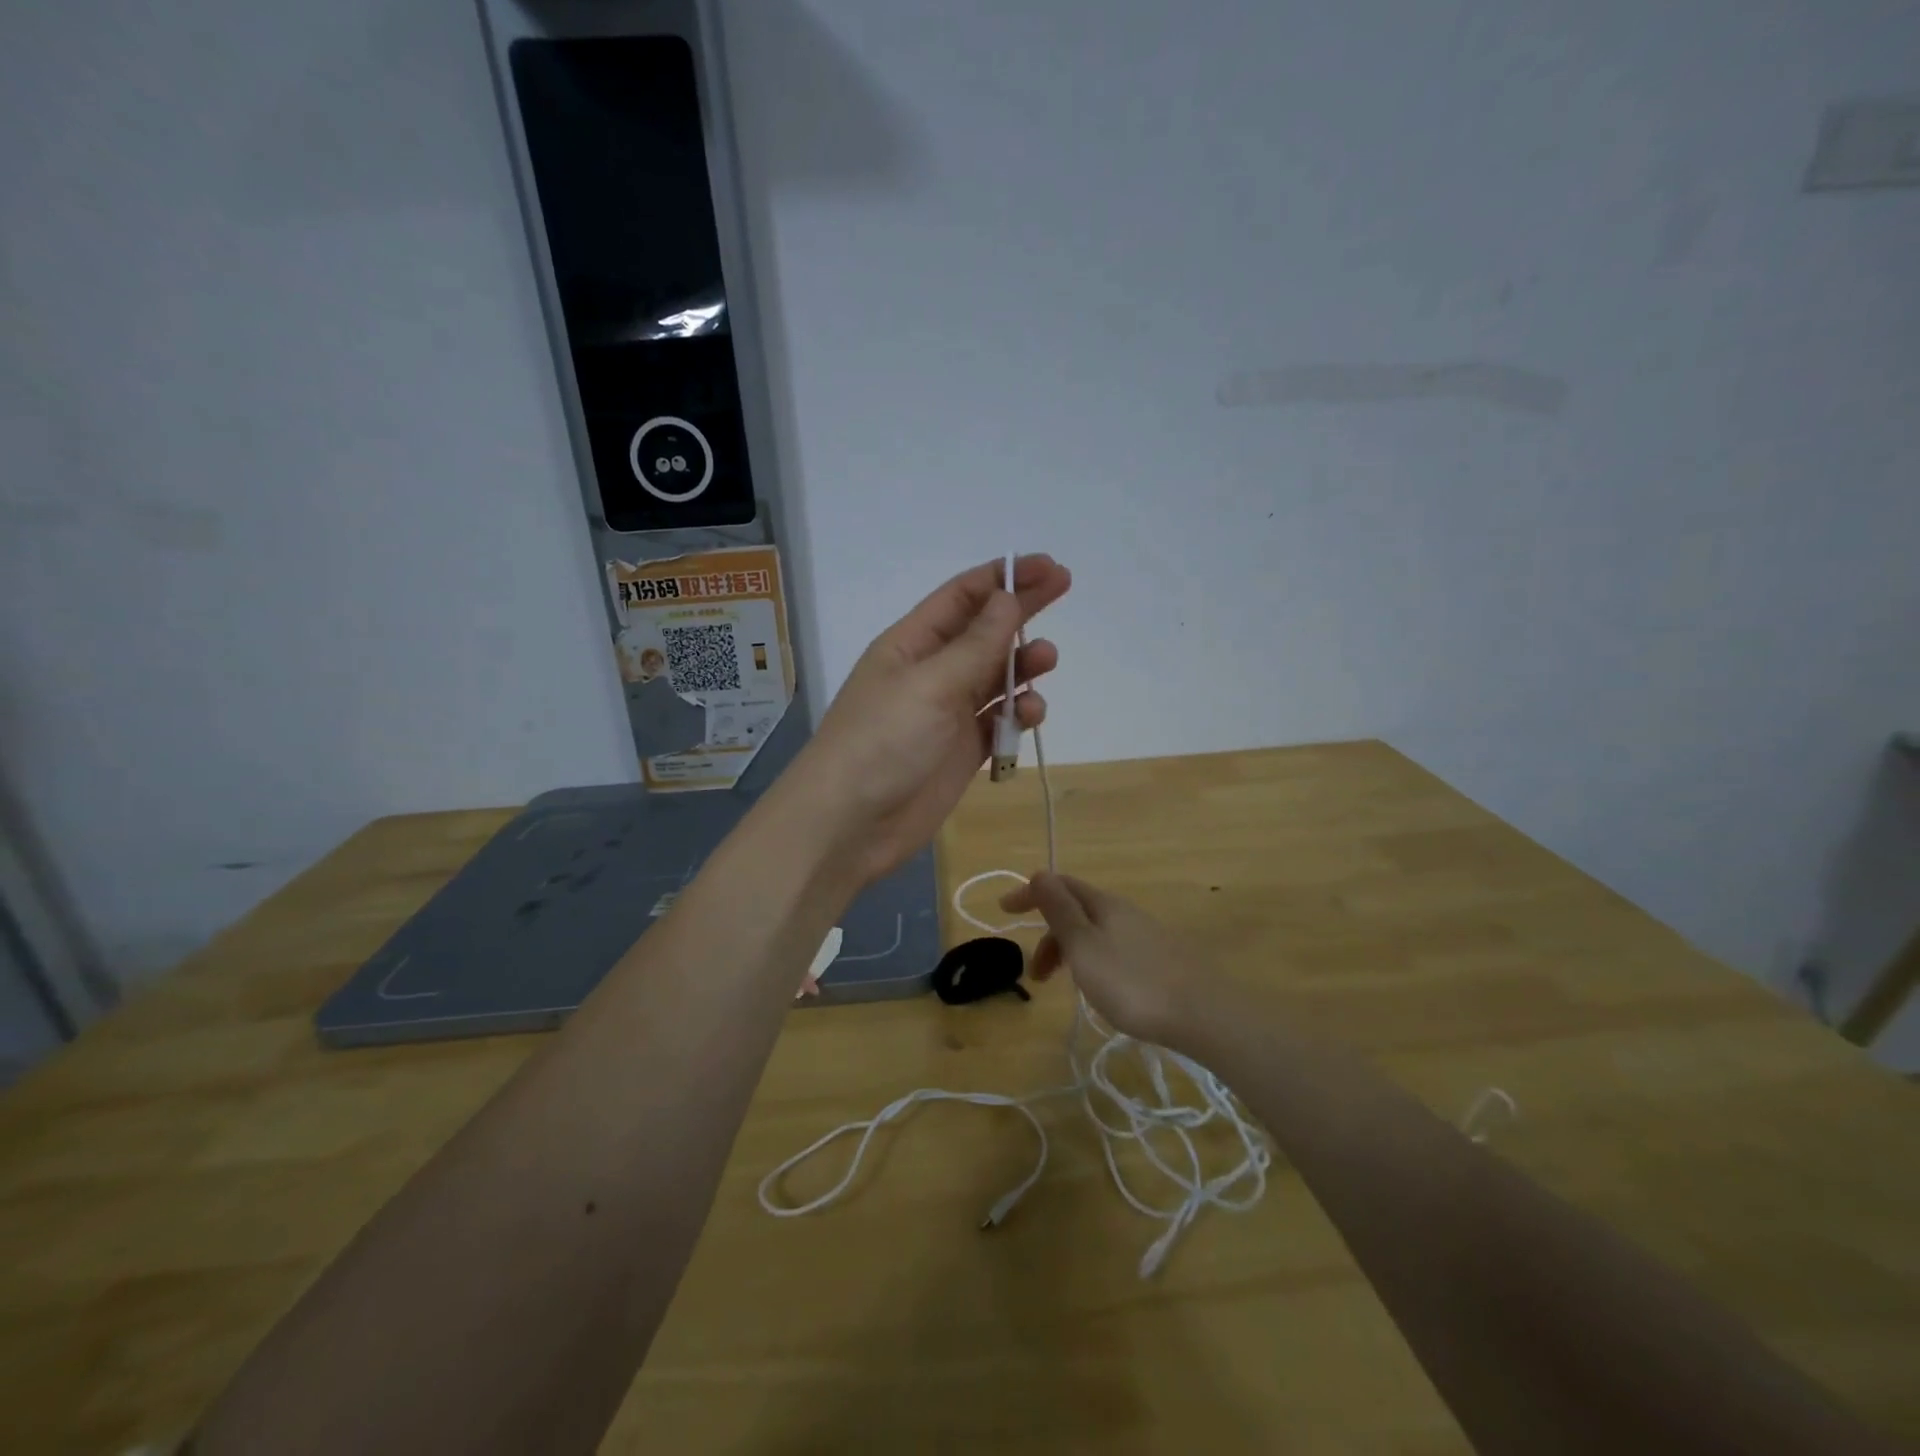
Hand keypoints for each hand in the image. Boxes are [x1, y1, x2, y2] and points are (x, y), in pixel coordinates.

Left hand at [790, 555, 1070, 886]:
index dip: (1004, 577)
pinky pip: (998, 721)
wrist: (849, 825)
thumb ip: (976, 645)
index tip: (1047, 567)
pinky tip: (1029, 715)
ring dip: (1022, 665)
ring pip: (995, 677)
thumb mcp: (930, 684)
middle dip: (1021, 610)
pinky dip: (1017, 714)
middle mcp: (930, 672)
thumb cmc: (882, 742)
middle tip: (1064, 587)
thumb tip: (1008, 597)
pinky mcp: (961, 751)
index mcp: (911, 644)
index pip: (962, 596)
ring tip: (1047, 660)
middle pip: (984, 631)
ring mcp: (947, 713)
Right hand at [998, 872, 1223, 1047]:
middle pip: (1077, 910)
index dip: (1030, 893)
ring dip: (1070, 951)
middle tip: (1036, 974)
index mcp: (1104, 905)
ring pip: (1096, 932)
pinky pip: (1114, 949)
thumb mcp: (1085, 947)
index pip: (1060, 885)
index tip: (1003, 910)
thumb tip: (1039, 873)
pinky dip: (1093, 961)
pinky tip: (1102, 988)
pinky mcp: (1161, 960)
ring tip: (1067, 987)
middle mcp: (1125, 912)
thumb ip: (1061, 911)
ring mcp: (1146, 935)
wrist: (1204, 1016)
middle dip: (1049, 934)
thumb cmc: (1132, 983)